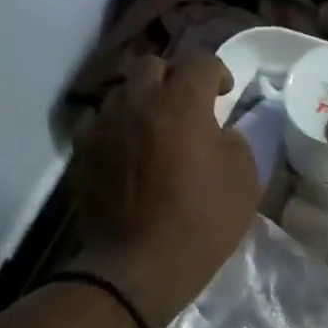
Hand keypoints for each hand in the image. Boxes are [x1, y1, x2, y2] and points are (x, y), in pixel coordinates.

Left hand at [69, 53, 258, 327]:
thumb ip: (234, 141)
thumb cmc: (202, 222)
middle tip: (184, 105)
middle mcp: (138, 101)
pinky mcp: (82, 151)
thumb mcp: (245, 180)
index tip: (224, 93)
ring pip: (121, 92)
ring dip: (140, 101)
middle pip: (153, 65)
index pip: (201, 62)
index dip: (218, 73)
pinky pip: (96, 122)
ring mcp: (104, 124)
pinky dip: (113, 126)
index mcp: (182, 103)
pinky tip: (123, 148)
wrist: (141, 264)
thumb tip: (219, 132)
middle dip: (172, 78)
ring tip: (150, 126)